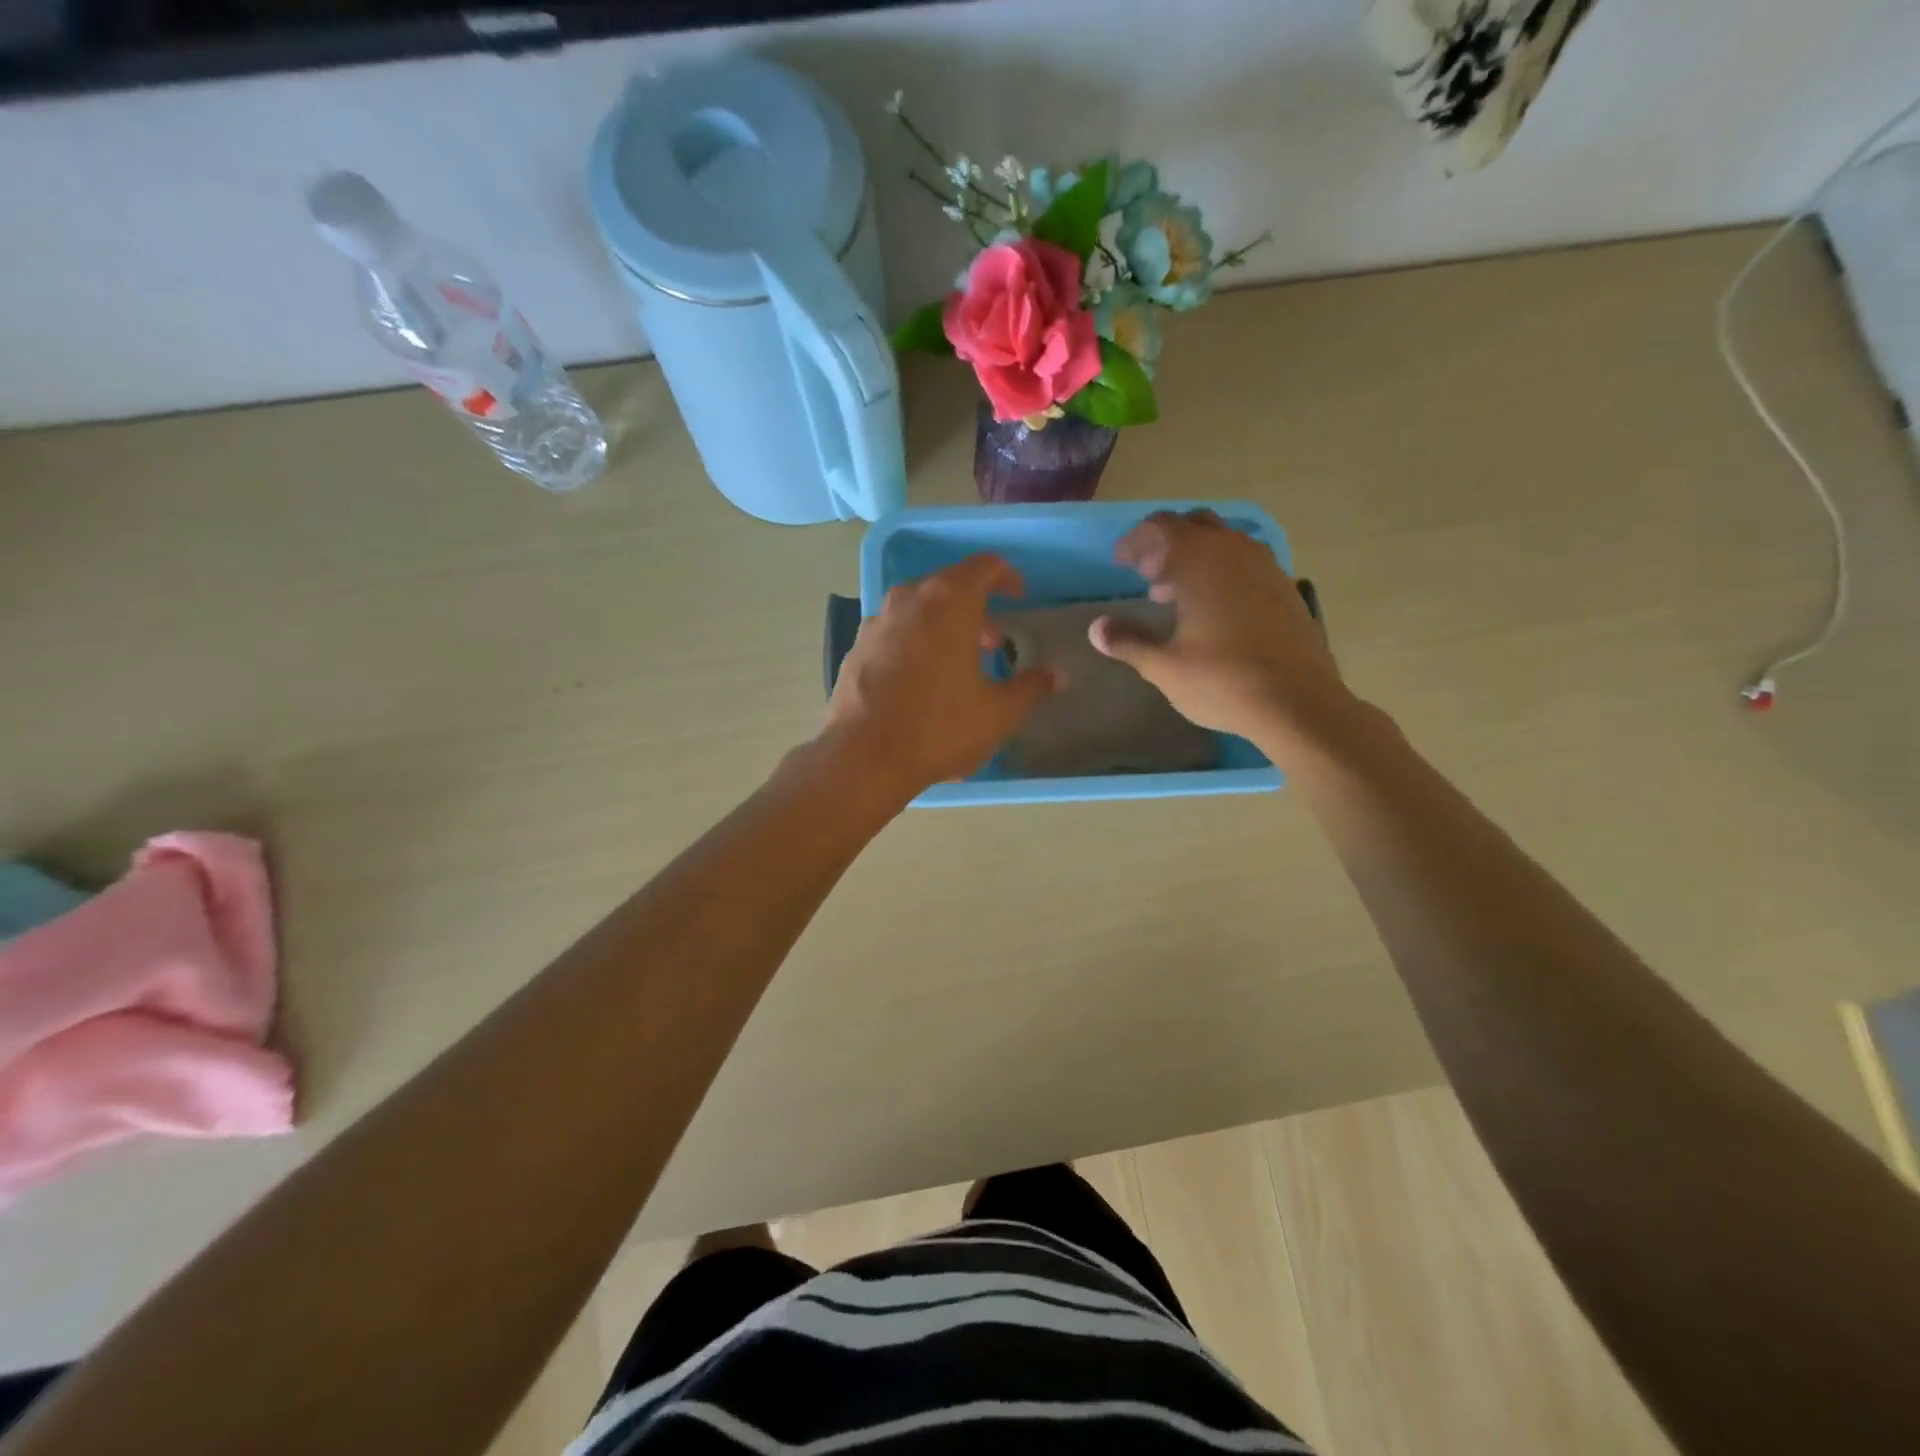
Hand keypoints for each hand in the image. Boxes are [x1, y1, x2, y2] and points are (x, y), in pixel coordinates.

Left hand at [822, 554, 1055, 799]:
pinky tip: (921, 679)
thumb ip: (1031, 688)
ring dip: (944, 624)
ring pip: (918, 608)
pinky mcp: (856, 648)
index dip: (1007, 577)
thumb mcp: (998, 713)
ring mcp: (876, 622)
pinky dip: (915, 641)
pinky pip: (895, 631)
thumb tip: (1056, 675)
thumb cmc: (939, 727)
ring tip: (959, 662)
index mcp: (949, 602)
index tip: (1020, 596)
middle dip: (976, 608)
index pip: (984, 567)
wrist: (863, 757)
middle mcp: (909, 600)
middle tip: (994, 642)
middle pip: (949, 586)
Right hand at [1089, 510, 1350, 748]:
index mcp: (1200, 561)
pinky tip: (1215, 609)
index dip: (1135, 541)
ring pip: (1224, 541)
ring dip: (1196, 556)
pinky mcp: (1286, 587)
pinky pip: (1246, 561)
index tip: (1120, 562)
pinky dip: (1223, 571)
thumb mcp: (1164, 666)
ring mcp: (1266, 567)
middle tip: (1147, 575)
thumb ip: (1128, 641)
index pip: (1160, 527)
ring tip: (1176, 594)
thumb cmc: (1223, 681)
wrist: (1298, 703)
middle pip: (1194, 525)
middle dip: (1166, 543)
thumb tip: (1095, 629)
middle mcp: (1235, 551)